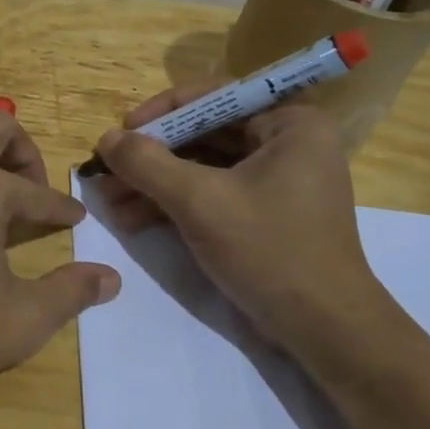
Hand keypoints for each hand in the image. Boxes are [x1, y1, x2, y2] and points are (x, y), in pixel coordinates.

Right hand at [94, 86, 396, 351]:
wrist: (323, 330)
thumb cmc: (269, 250)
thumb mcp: (199, 201)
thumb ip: (147, 163)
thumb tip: (106, 138)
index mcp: (290, 125)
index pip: (215, 98)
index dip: (162, 112)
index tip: (122, 130)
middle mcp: (287, 145)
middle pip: (204, 136)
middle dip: (151, 157)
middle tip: (106, 170)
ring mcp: (276, 183)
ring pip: (203, 169)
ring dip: (155, 184)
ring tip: (109, 201)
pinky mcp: (264, 216)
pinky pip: (212, 196)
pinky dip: (174, 205)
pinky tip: (132, 220)